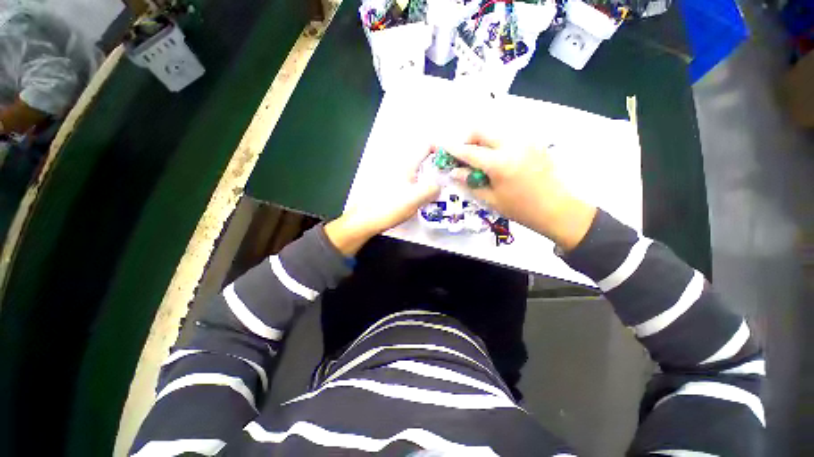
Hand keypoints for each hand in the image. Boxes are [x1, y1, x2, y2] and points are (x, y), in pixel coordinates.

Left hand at [325, 151, 439, 255]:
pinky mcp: (391, 185)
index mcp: (406, 165)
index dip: (440, 148)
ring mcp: (394, 175)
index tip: (450, 161)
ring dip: (429, 175)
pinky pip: (411, 179)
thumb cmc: (388, 207)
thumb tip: (439, 185)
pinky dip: (420, 183)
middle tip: (447, 178)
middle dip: (436, 165)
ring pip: (417, 169)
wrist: (364, 219)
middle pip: (422, 157)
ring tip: (437, 189)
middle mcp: (399, 166)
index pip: (425, 145)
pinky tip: (422, 196)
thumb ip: (431, 189)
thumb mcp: (414, 199)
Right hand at [445, 132, 596, 250]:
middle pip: (482, 131)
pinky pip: (508, 136)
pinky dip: (496, 143)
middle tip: (463, 155)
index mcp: (500, 163)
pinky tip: (497, 159)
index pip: (470, 151)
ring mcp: (526, 141)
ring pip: (495, 131)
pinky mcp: (534, 142)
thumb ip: (470, 182)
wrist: (556, 209)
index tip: (441, 145)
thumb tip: (454, 172)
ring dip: (482, 141)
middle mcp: (513, 145)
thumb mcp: (491, 199)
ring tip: (480, 159)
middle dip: (467, 139)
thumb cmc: (520, 209)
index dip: (453, 148)